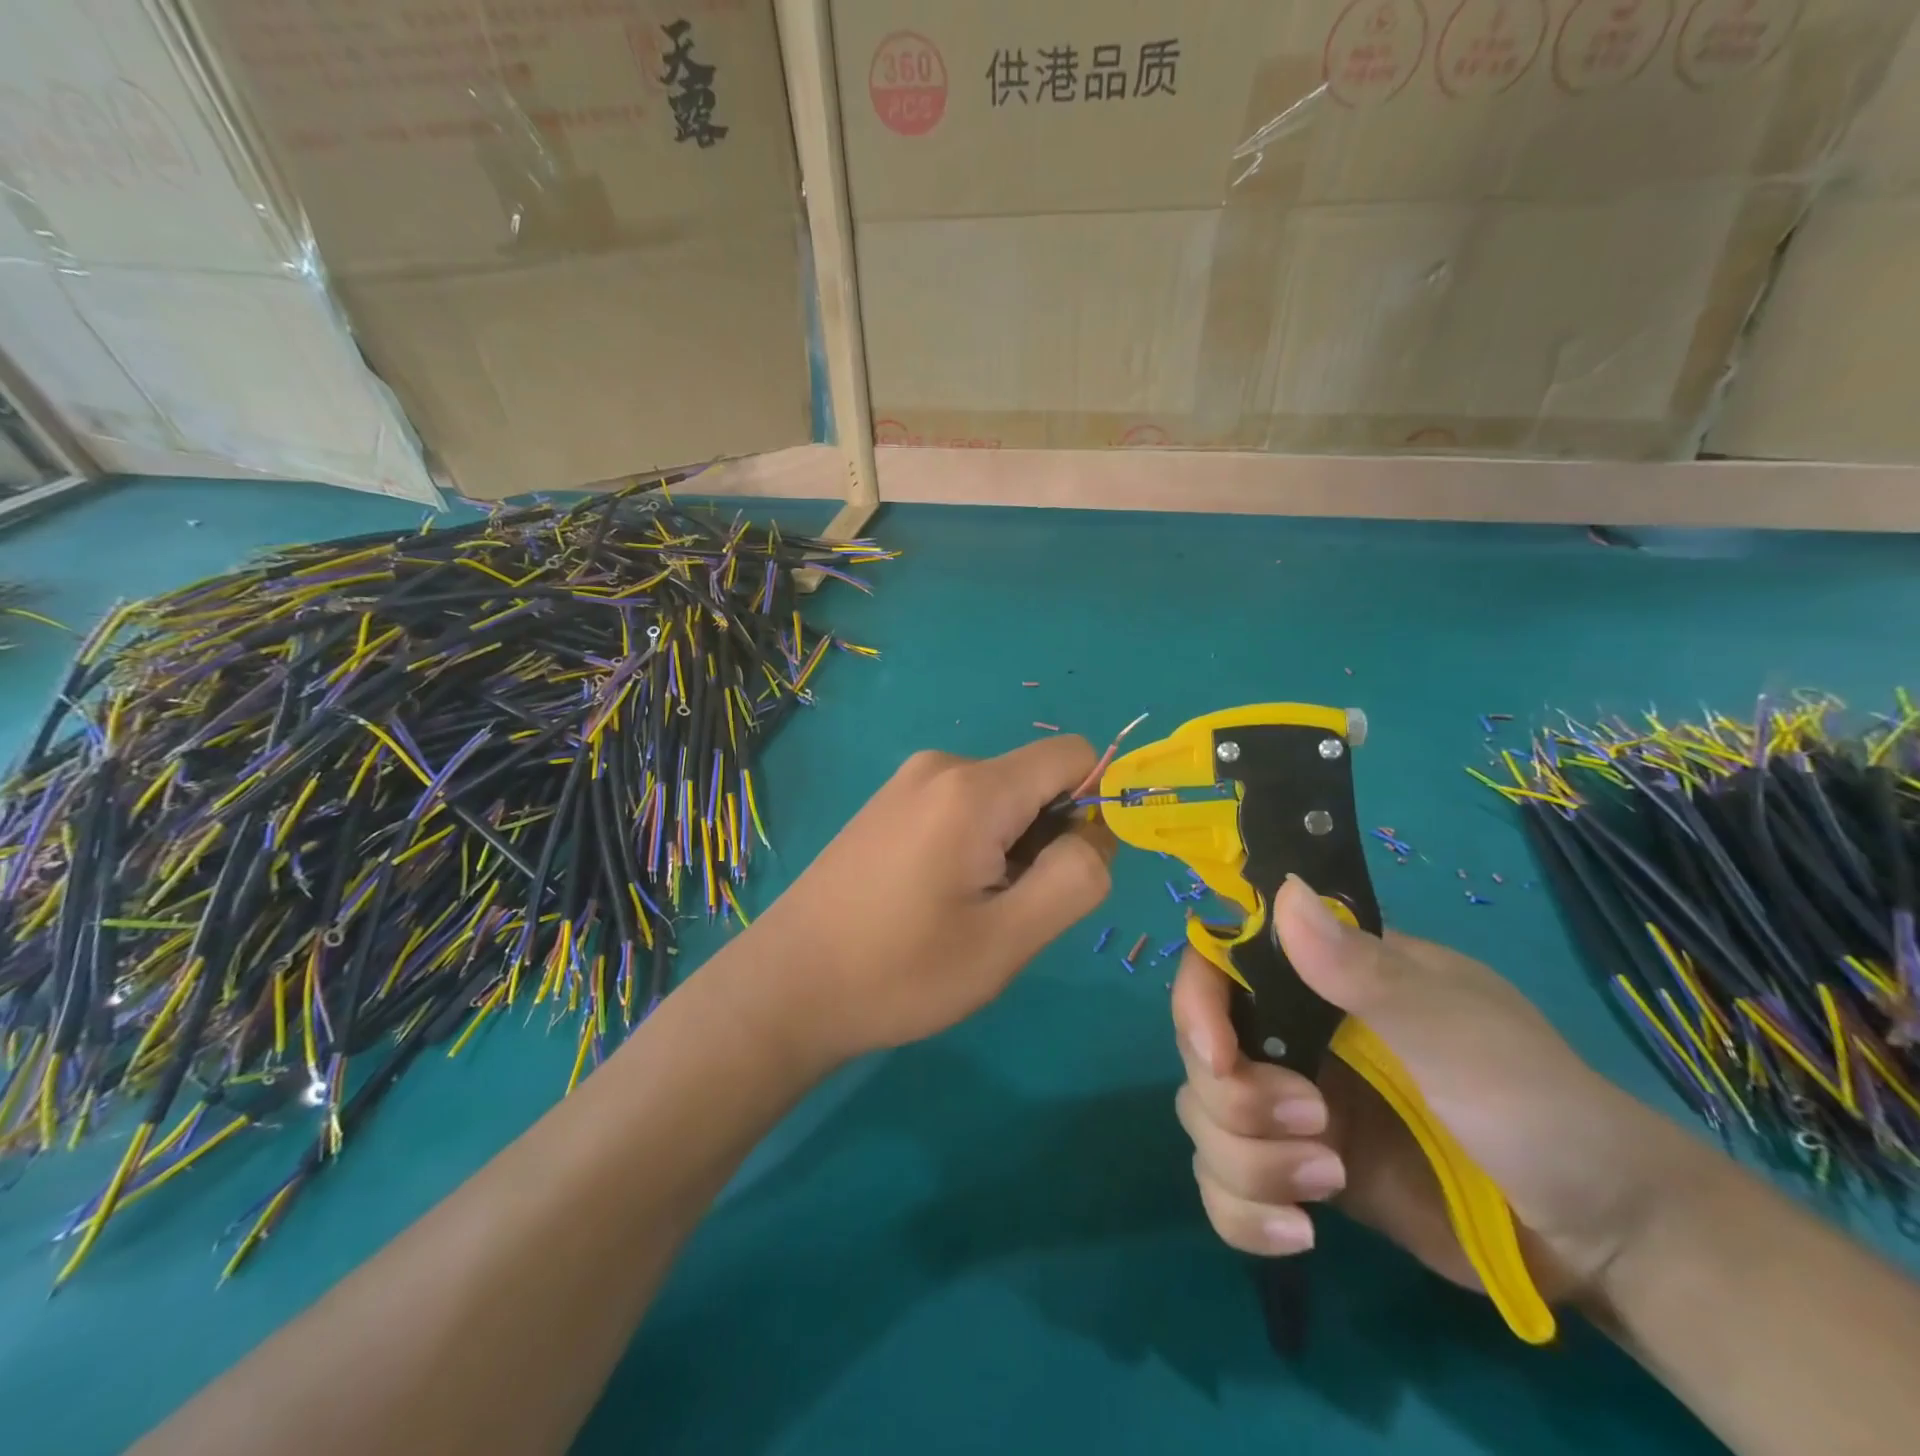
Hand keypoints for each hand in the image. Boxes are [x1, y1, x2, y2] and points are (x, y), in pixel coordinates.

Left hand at [748, 737, 1111, 1064]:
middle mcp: (941, 767)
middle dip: (1047, 838)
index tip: (1071, 871)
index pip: (1075, 755)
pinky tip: (936, 899)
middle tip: (1008, 909)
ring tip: (966, 911)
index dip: (1096, 805)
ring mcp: (908, 783)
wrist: (786, 987)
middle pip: (1036, 780)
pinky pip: (963, 808)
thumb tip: (1099, 830)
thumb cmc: (900, 970)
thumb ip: (1075, 877)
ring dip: (1011, 848)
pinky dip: (976, 846)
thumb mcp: (1007, 938)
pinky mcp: (889, 805)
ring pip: (1001, 799)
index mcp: (974, 788)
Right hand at [1172, 875, 1694, 1301]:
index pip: (1221, 966)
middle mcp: (1294, 1036)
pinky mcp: (1299, 1174)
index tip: (1220, 1056)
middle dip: (1236, 1101)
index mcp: (1323, 981)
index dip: (1199, 1004)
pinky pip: (1225, 1186)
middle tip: (1315, 1130)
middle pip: (1200, 1052)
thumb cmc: (1538, 1107)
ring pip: (1204, 1120)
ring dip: (1247, 1162)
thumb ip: (1365, 970)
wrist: (1605, 1239)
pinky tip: (1299, 1234)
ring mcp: (1293, 1108)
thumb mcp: (1456, 1033)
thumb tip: (1284, 892)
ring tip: (1327, 1186)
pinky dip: (1241, 1213)